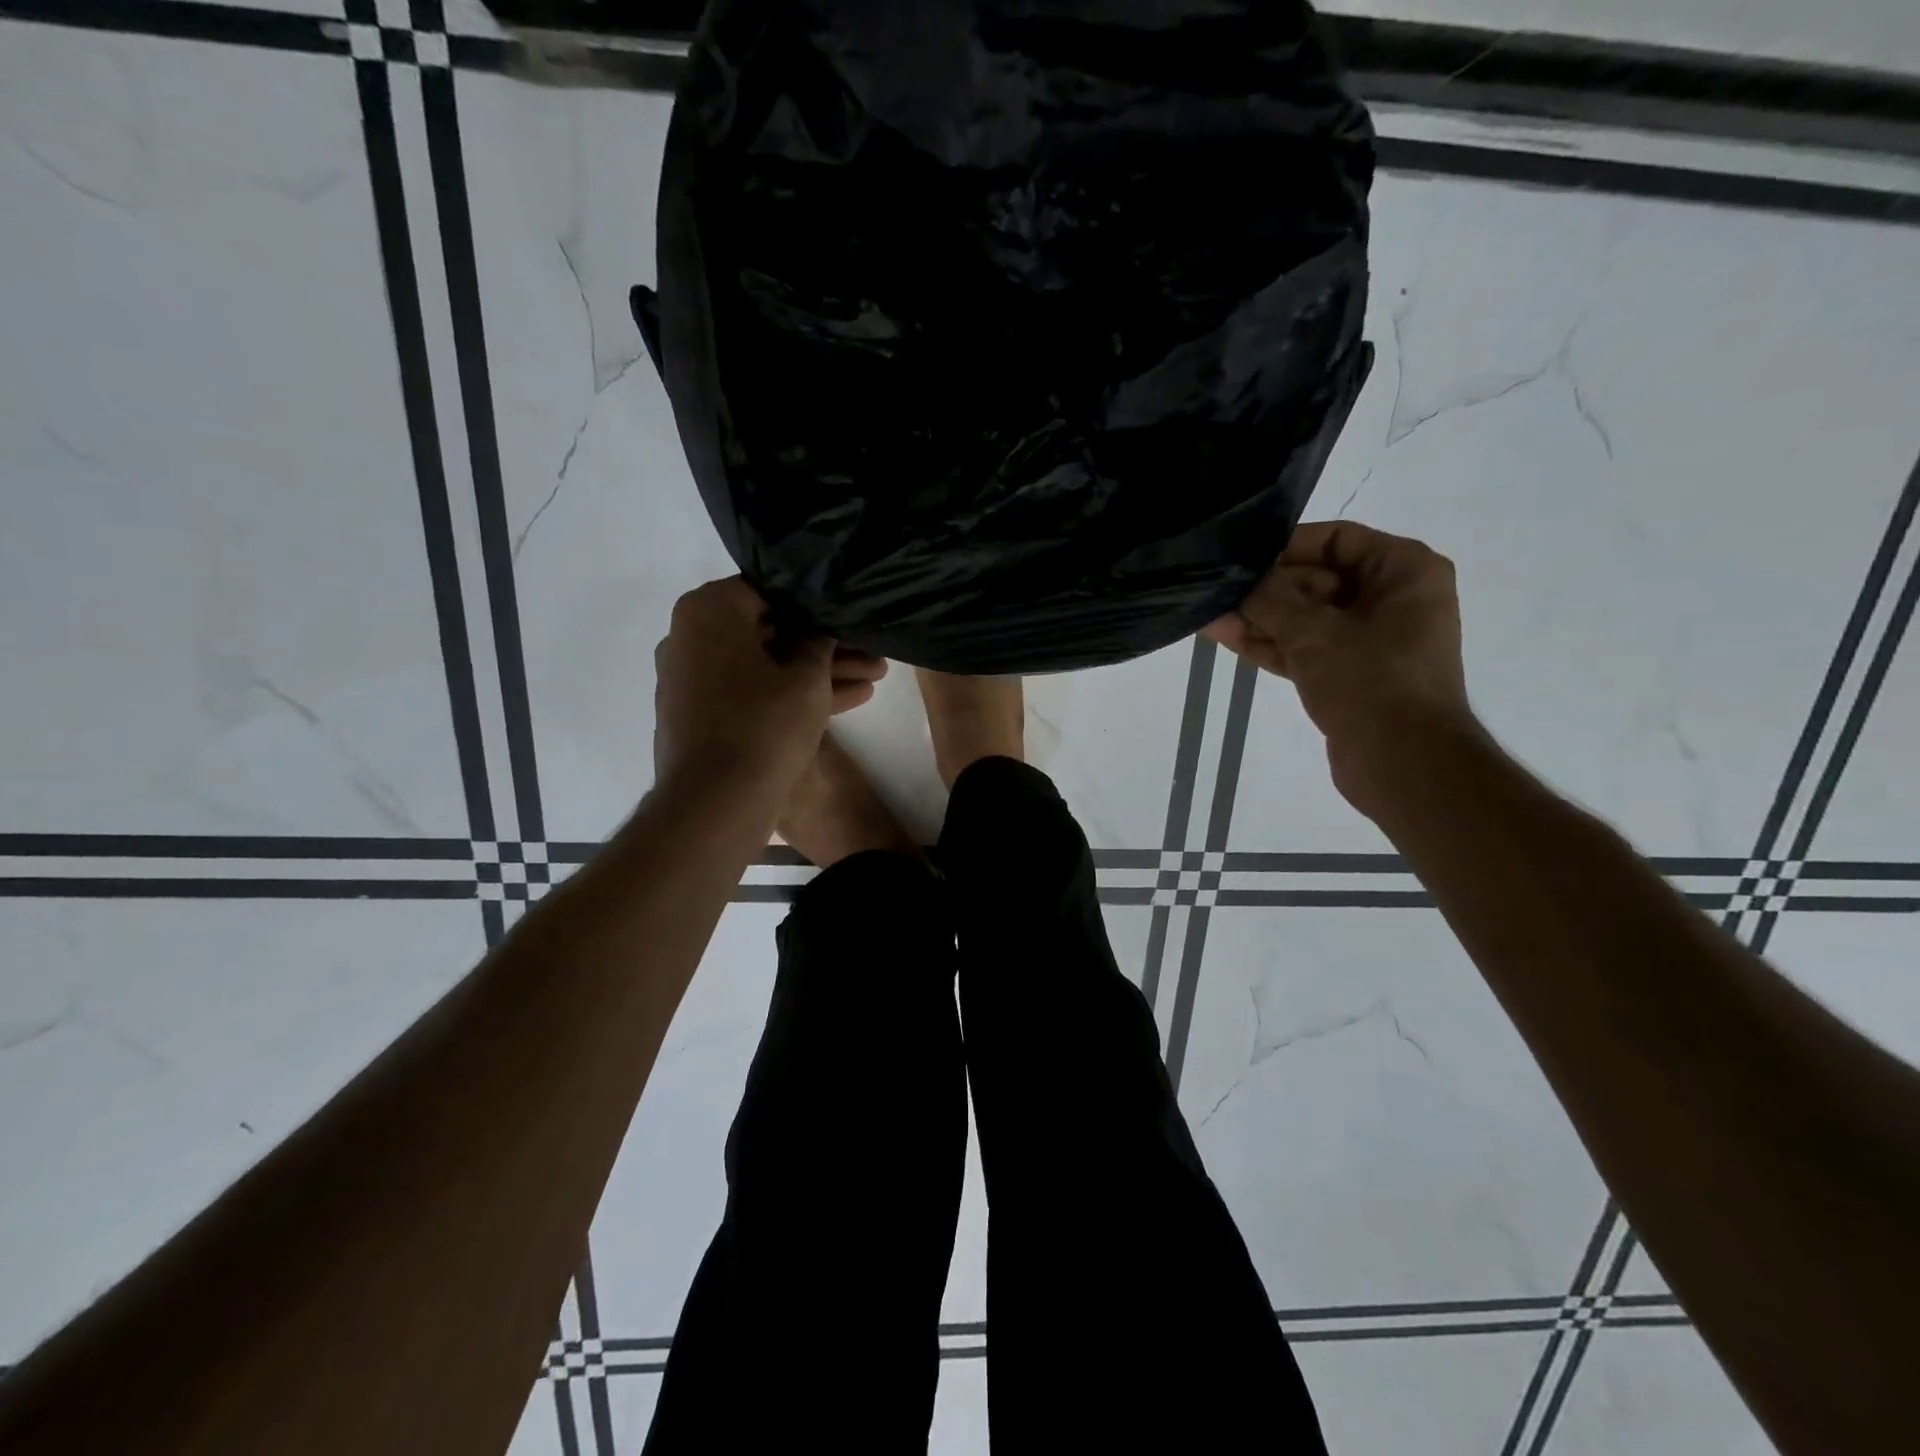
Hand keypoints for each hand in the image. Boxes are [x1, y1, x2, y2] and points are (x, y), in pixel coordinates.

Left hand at [653, 578, 886, 797]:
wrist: (716, 804)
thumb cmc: (763, 725)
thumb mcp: (808, 678)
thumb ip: (820, 642)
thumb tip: (819, 630)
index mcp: (708, 612)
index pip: (770, 590)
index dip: (816, 604)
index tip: (848, 615)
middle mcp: (691, 638)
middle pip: (770, 632)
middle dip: (825, 646)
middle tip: (872, 654)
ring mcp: (694, 680)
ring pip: (766, 666)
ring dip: (817, 674)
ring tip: (875, 677)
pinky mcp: (703, 716)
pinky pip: (752, 693)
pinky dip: (790, 695)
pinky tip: (850, 700)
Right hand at [1205, 521, 1479, 817]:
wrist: (1404, 763)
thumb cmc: (1370, 681)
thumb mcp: (1313, 631)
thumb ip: (1270, 599)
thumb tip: (1239, 583)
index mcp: (1404, 571)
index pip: (1338, 539)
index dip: (1286, 546)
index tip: (1242, 557)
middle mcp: (1391, 599)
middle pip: (1317, 579)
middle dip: (1266, 589)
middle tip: (1217, 590)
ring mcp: (1370, 640)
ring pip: (1305, 617)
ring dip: (1260, 618)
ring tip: (1209, 612)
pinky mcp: (1348, 675)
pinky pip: (1304, 647)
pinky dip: (1270, 644)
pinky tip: (1225, 636)